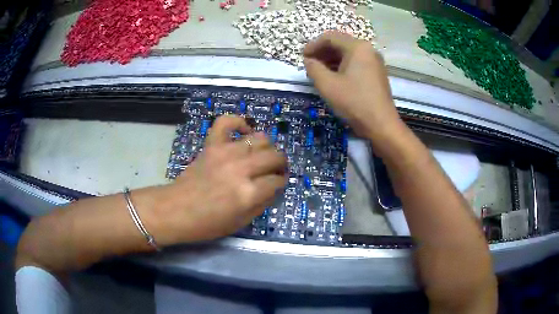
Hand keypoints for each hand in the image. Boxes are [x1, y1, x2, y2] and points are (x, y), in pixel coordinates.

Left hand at [160, 115, 287, 243]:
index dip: (280, 183)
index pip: (277, 181)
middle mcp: (241, 169)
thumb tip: (274, 187)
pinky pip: (227, 122)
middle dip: (280, 164)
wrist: (176, 210)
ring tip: (261, 155)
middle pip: (274, 156)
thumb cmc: (208, 223)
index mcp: (248, 193)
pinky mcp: (212, 144)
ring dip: (267, 147)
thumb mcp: (241, 222)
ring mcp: (225, 153)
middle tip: (275, 170)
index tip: (277, 184)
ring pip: (260, 138)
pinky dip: (238, 122)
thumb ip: (262, 204)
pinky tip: (244, 132)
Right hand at [304, 31, 402, 140]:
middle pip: (340, 43)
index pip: (330, 37)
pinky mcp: (376, 73)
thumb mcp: (327, 85)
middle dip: (322, 52)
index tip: (303, 57)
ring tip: (319, 71)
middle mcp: (368, 49)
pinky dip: (342, 66)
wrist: (381, 125)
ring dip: (331, 59)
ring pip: (348, 53)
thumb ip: (313, 68)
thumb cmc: (354, 102)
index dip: (313, 45)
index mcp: (358, 47)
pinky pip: (356, 63)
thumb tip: (309, 61)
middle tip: (309, 64)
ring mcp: (374, 61)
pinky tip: (334, 77)